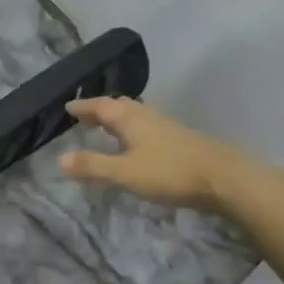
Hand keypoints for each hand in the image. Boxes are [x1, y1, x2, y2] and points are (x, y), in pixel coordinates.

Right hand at [59, 97, 244, 211]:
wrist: (223, 178)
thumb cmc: (169, 172)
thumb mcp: (124, 173)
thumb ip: (92, 166)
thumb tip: (60, 159)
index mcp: (129, 118)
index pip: (99, 106)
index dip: (82, 106)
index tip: (67, 107)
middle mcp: (146, 115)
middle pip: (118, 106)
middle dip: (100, 109)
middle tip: (84, 116)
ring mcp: (165, 125)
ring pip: (135, 115)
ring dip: (117, 119)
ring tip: (105, 128)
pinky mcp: (178, 139)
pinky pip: (146, 126)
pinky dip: (132, 130)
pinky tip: (136, 144)